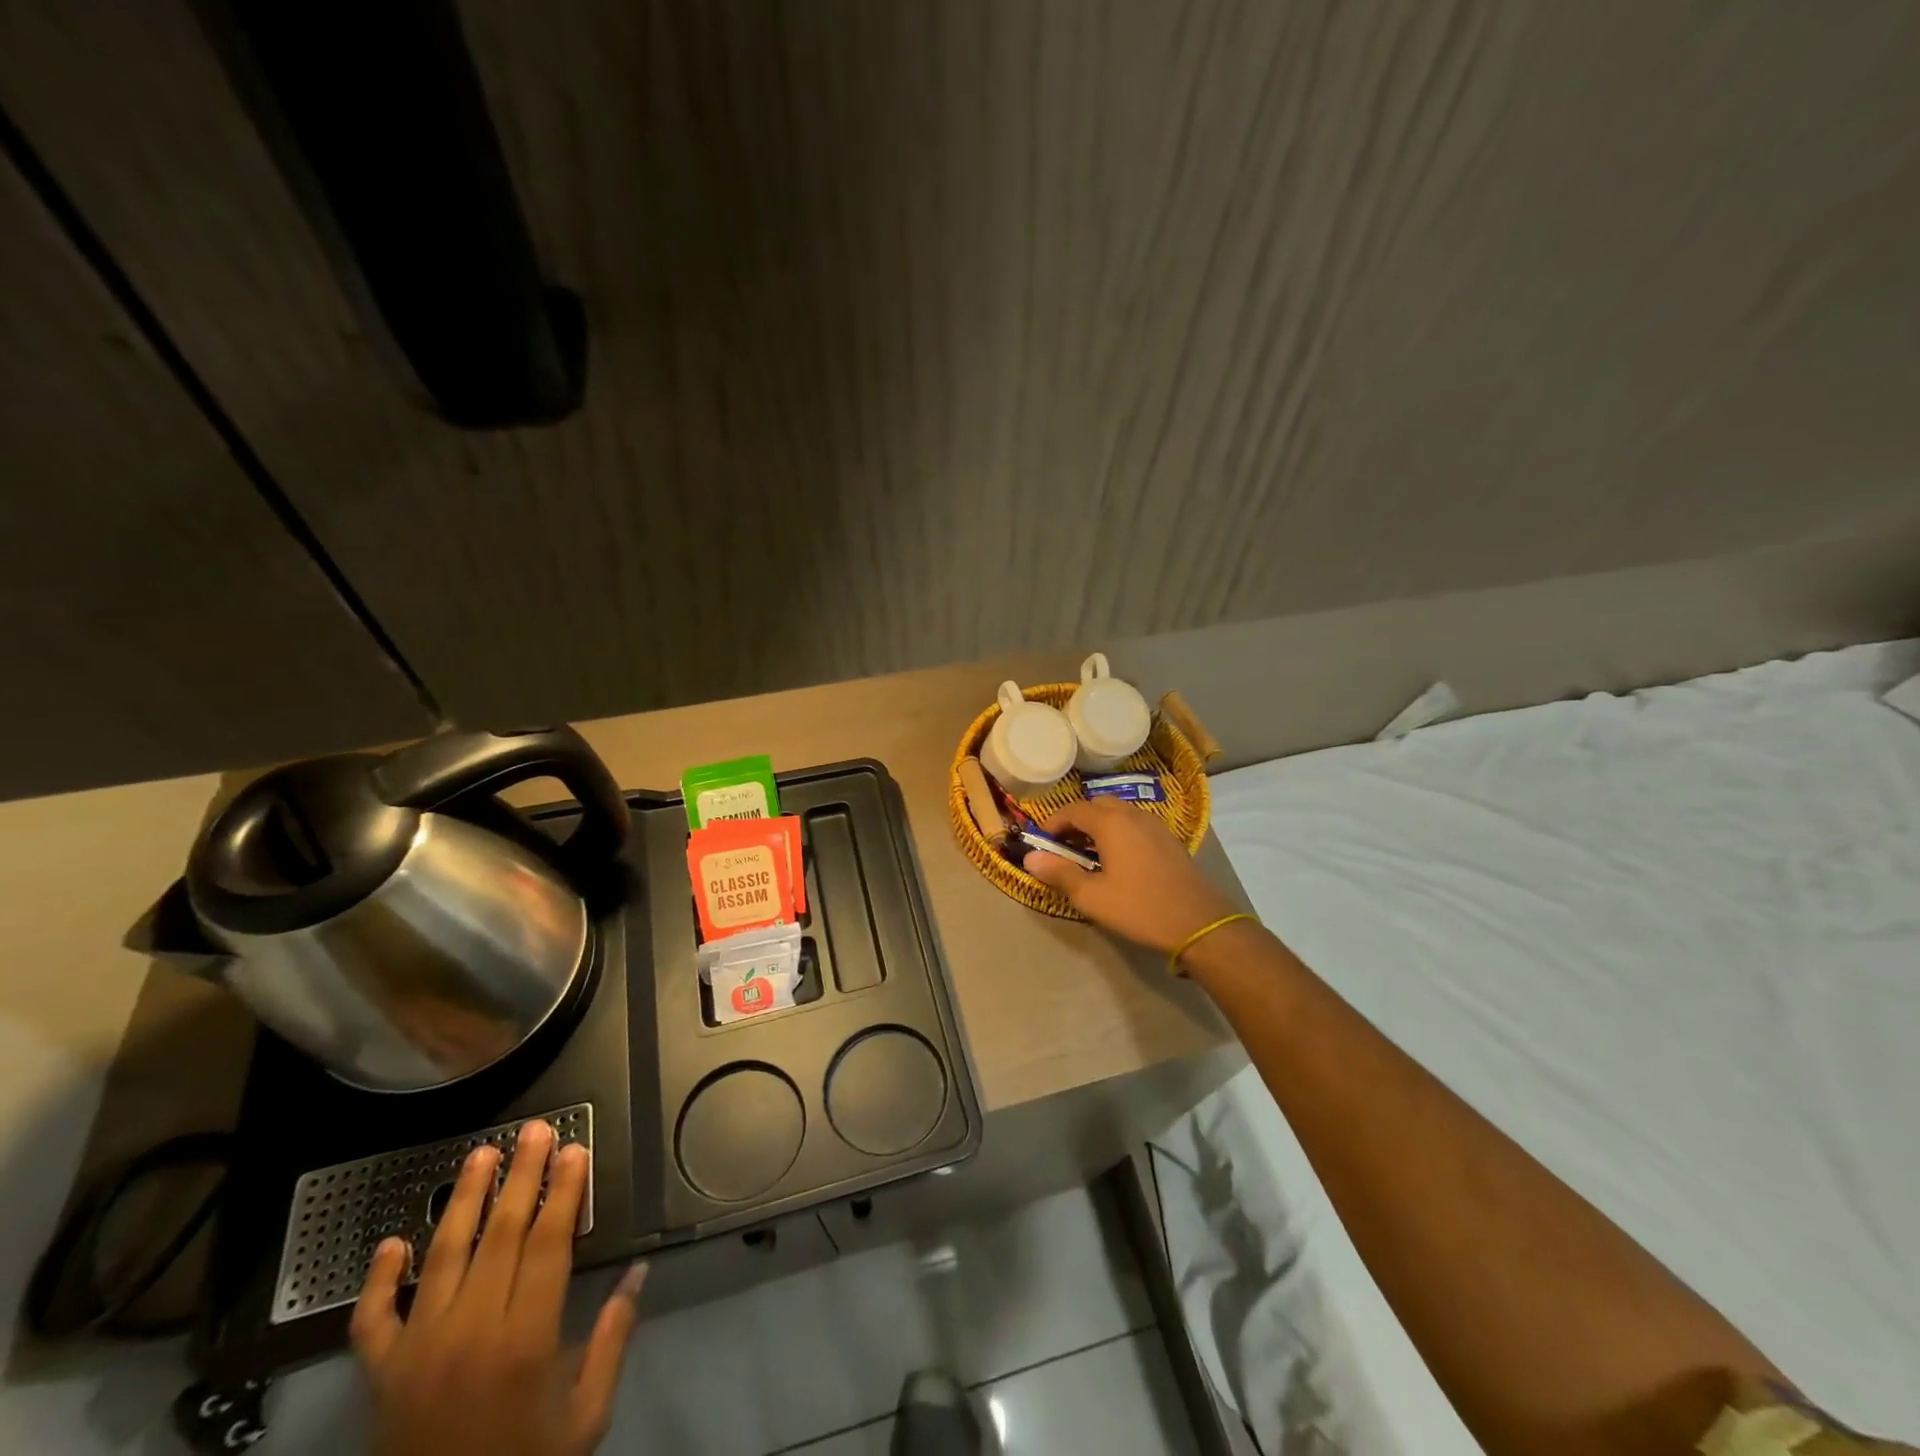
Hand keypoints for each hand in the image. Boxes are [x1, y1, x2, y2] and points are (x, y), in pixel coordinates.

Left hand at [351, 1120, 645, 1455]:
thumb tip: (639, 1273)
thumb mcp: (586, 1418)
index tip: (575, 1150)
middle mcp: (470, 1333)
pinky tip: (390, 1243)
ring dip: (463, 1201)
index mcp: (525, 1340)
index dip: (564, 1192)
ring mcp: (418, 1352)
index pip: (548, 1244)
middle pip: (499, 1235)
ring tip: (480, 1155)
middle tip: (535, 1131)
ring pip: (442, 1258)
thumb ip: (612, 1340)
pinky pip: (372, 1320)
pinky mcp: (381, 1376)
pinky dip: (377, 1281)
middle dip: (521, 1177)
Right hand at [1025, 798, 1238, 954]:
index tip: (1041, 842)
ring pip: (1119, 813)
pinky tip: (1118, 859)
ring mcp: (1155, 825)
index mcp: (1111, 823)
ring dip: (1099, 825)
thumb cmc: (1139, 908)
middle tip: (1064, 846)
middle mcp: (1133, 815)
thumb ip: (1059, 873)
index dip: (1053, 823)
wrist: (1198, 923)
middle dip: (1076, 820)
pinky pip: (1136, 825)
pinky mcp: (1170, 840)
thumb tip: (1030, 858)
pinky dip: (1119, 832)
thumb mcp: (1092, 896)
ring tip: (1088, 853)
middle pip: (1097, 806)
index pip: (1073, 810)